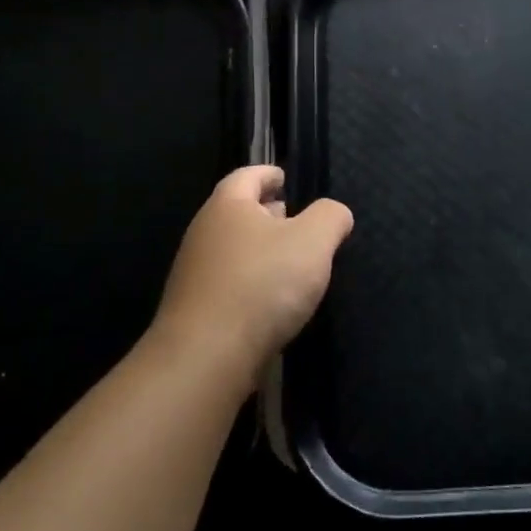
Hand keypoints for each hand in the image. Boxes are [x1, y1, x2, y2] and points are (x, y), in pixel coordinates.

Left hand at [151, 166, 353, 386]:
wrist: (206, 357)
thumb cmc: (261, 284)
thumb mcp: (313, 241)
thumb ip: (330, 217)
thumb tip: (335, 213)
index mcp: (228, 205)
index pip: (248, 175)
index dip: (269, 173)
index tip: (287, 178)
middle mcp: (204, 232)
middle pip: (238, 211)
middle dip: (267, 212)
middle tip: (297, 219)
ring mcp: (194, 272)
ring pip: (234, 248)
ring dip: (261, 250)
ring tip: (291, 262)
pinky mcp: (195, 309)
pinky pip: (228, 282)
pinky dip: (251, 281)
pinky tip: (272, 300)